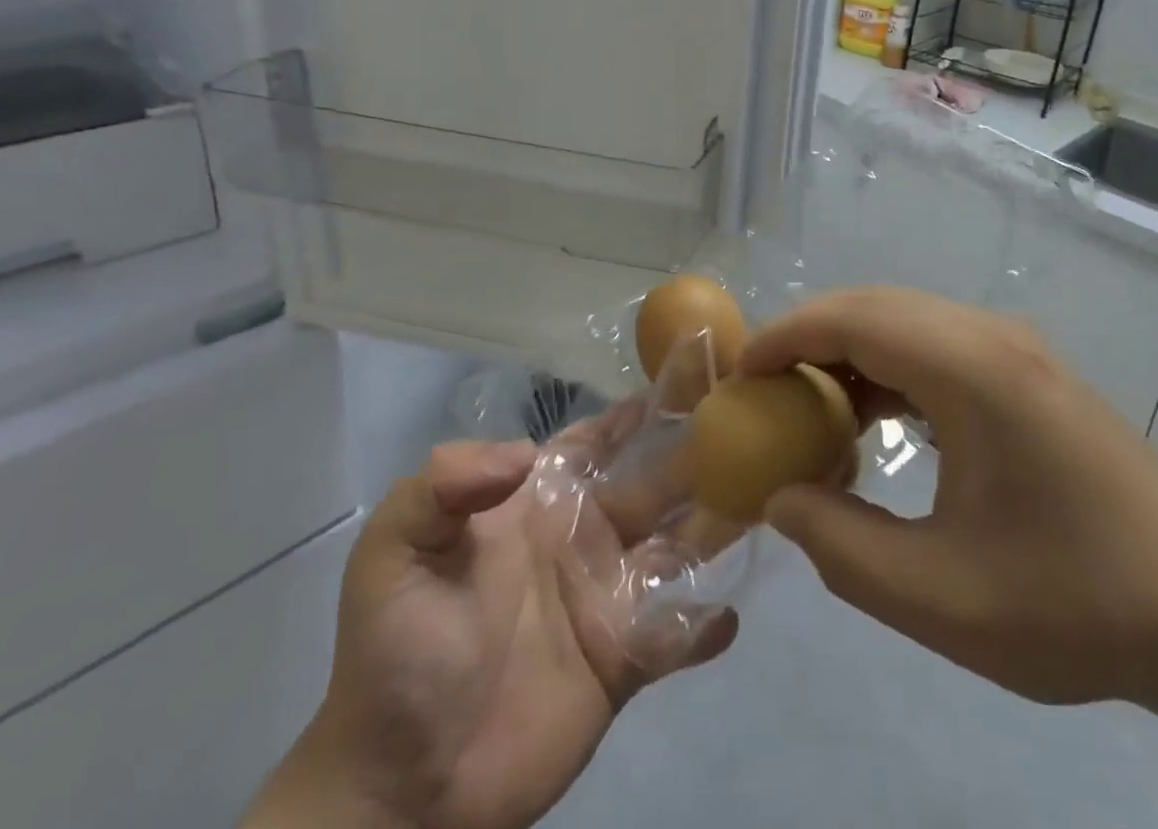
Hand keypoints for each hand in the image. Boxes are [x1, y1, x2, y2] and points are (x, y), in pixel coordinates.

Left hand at [245, 435, 737, 828]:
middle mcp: (584, 537)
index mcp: (541, 503)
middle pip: (655, 482)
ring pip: (678, 547)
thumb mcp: (394, 552)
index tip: (693, 372)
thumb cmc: (397, 653)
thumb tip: (526, 454)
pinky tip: (728, 613)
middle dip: (699, 452)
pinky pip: (675, 634)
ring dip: (717, 525)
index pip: (599, 438)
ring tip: (763, 499)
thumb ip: (445, 486)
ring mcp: (607, 598)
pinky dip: (703, 625)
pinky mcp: (623, 662)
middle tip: (754, 426)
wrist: (399, 789)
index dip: (640, 407)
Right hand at [739, 287, 1157, 706]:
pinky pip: (936, 344)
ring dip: (849, 352)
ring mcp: (1015, 348)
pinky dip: (889, 369)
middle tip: (761, 394)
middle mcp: (991, 336)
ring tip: (808, 411)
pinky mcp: (1027, 370)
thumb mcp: (942, 599)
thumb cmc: (1077, 603)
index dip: (786, 336)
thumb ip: (842, 547)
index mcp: (972, 369)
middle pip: (875, 306)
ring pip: (905, 320)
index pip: (854, 318)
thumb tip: (781, 499)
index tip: (738, 375)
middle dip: (808, 339)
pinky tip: (875, 422)